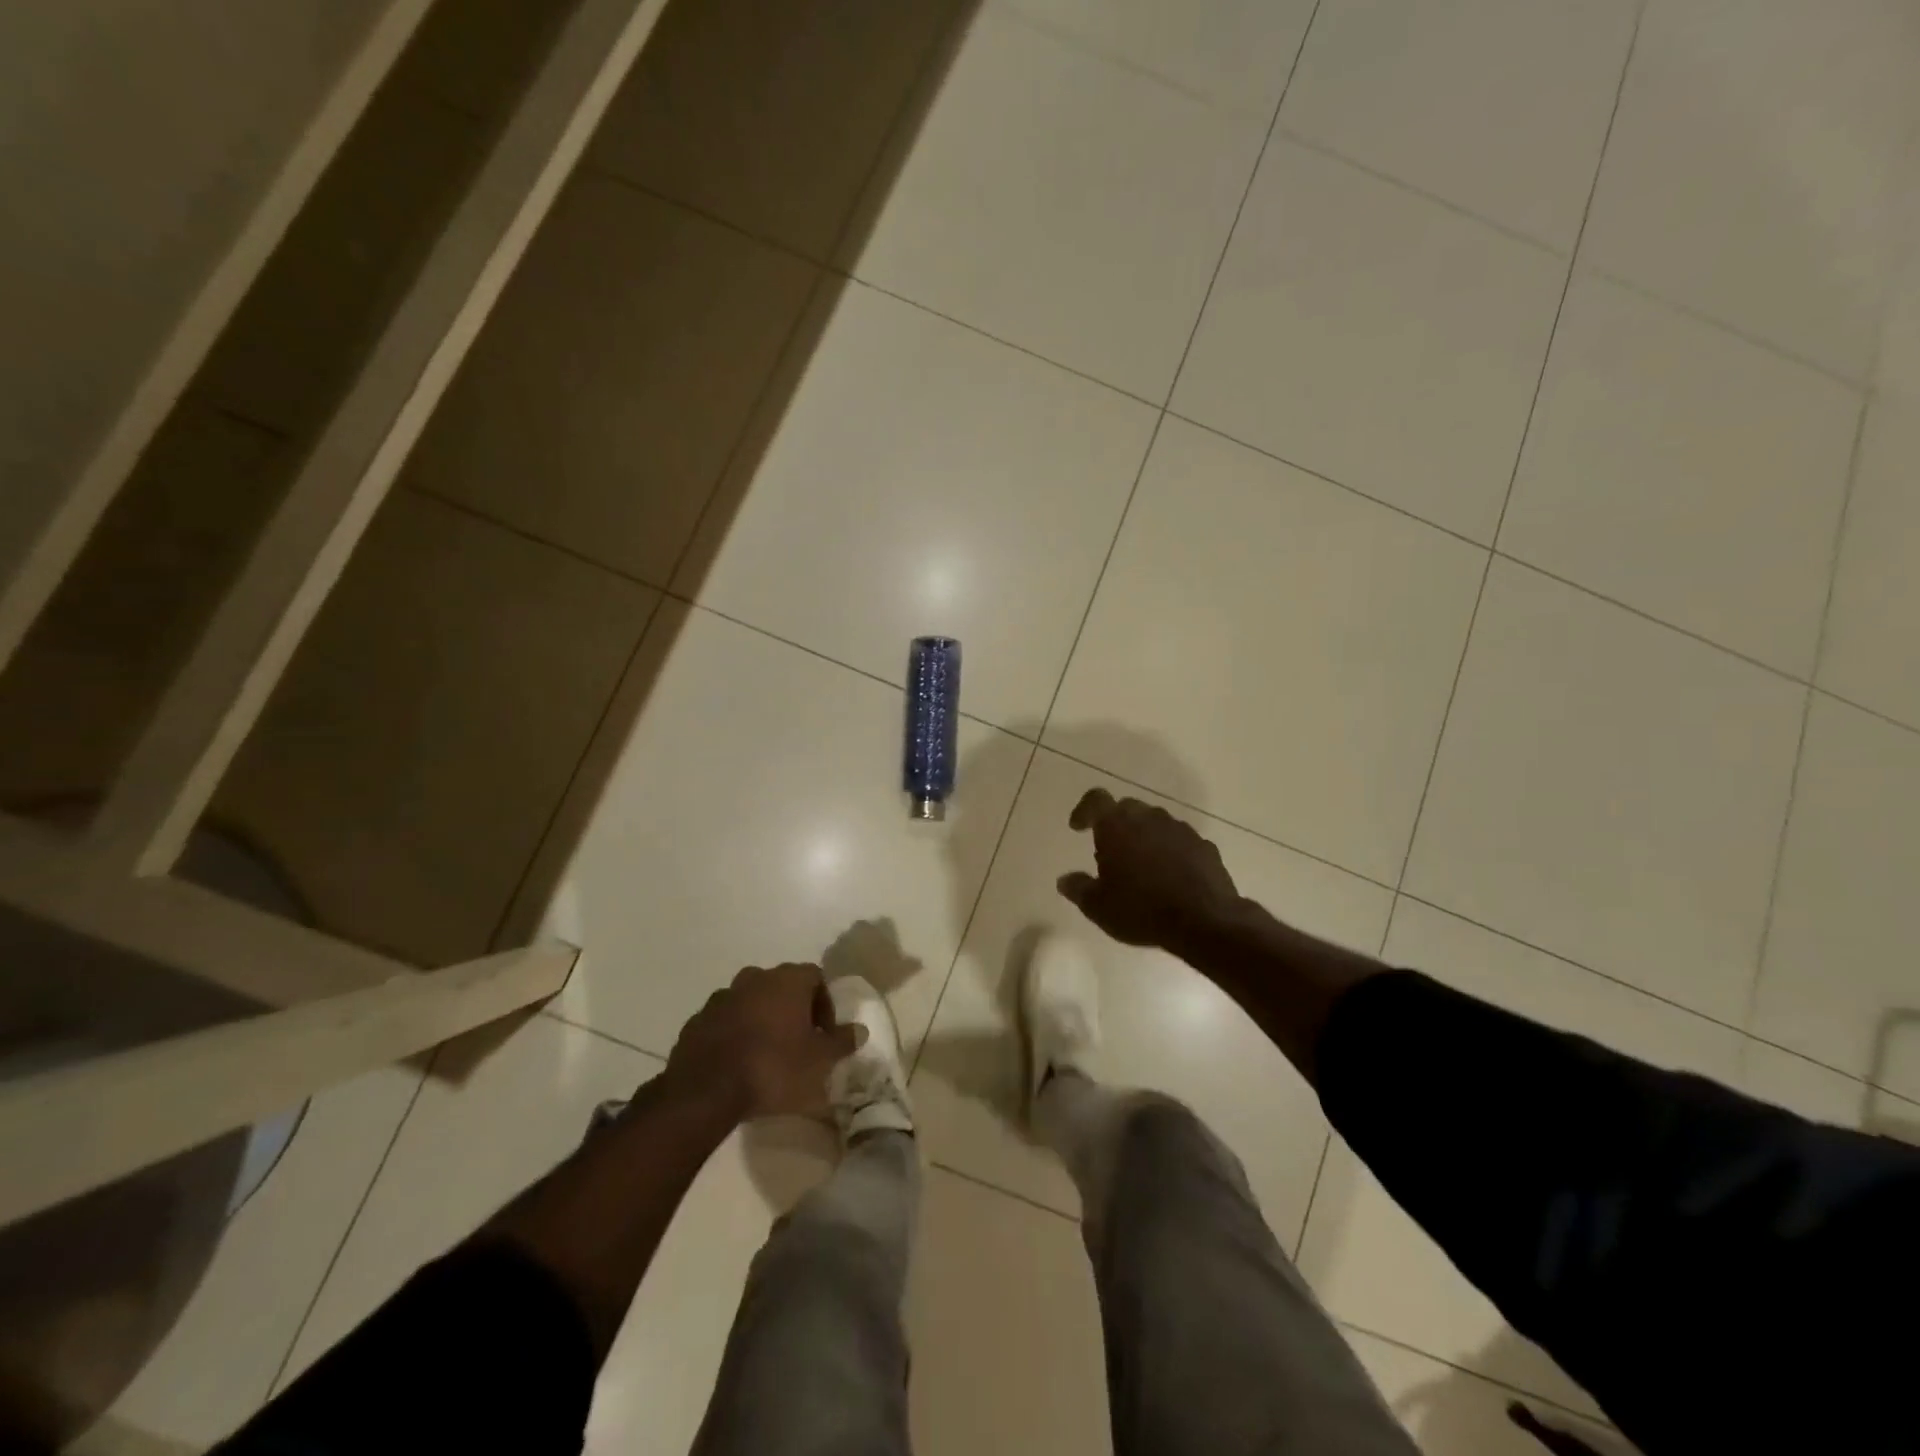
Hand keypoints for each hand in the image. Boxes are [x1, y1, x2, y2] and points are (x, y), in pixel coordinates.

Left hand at [666, 963, 861, 1120]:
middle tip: (798, 1043)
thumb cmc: (773, 1068)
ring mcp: (722, 997)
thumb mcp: (819, 1062)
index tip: (825, 1034)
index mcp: (787, 980)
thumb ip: (841, 1042)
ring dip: (762, 1020)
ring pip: (751, 1001)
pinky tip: (738, 1062)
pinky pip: (725, 1020)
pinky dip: (735, 1033)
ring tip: (767, 1054)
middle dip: (792, 1010)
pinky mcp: (697, 1020)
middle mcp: (754, 978)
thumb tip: (859, 1030)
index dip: (824, 1003)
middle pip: (782, 986)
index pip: (815, 977)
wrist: (705, 1091)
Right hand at [1057, 788, 1241, 953]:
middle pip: (1126, 808)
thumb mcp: (1098, 907)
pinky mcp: (1205, 846)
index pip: (1096, 799)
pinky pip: (1180, 841)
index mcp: (1117, 825)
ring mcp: (1180, 830)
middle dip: (1115, 824)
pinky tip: (1169, 876)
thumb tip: (1064, 880)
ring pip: (1155, 823)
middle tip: (1109, 852)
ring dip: (1144, 836)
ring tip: (1140, 866)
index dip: (1084, 810)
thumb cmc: (1142, 910)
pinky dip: (1170, 851)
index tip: (1077, 828)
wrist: (1205, 921)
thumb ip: (1078, 888)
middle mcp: (1149, 818)